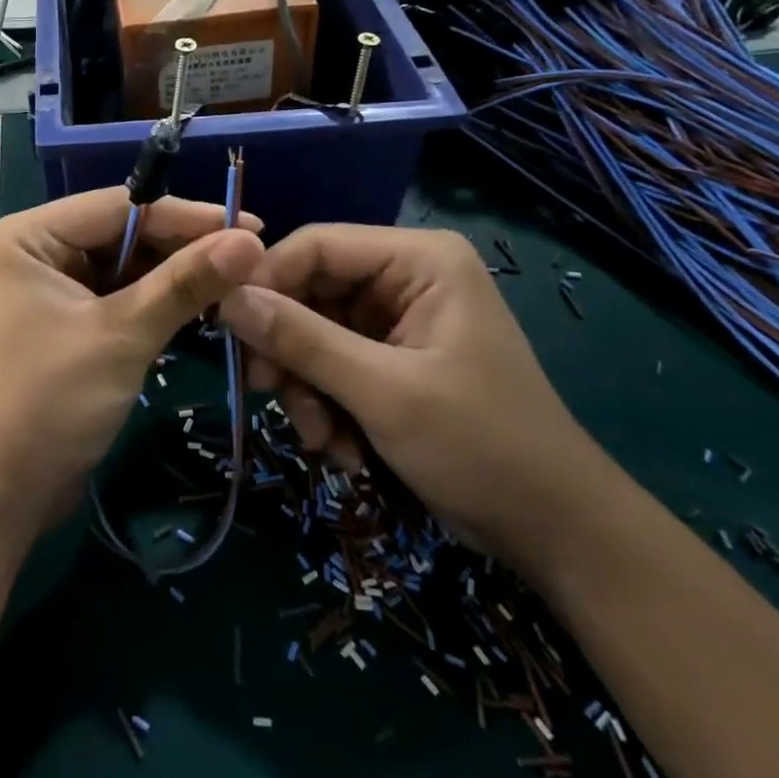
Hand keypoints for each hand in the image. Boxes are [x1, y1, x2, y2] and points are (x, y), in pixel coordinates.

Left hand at [0, 189, 262, 538]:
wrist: (1, 494)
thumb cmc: (49, 403)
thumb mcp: (122, 336)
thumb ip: (185, 283)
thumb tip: (251, 240)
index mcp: (32, 235)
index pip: (120, 206)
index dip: (188, 215)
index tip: (252, 225)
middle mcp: (39, 250)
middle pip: (125, 233)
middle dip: (185, 247)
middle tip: (252, 259)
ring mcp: (54, 287)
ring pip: (129, 265)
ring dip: (178, 275)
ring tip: (240, 281)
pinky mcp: (70, 321)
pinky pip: (123, 296)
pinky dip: (160, 301)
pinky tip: (206, 305)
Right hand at [218, 226, 619, 579]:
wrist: (553, 532)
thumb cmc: (481, 446)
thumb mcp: (383, 392)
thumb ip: (302, 340)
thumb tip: (225, 299)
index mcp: (418, 259)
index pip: (316, 245)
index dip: (265, 281)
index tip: (228, 330)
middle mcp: (404, 277)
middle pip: (309, 290)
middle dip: (288, 349)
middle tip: (265, 392)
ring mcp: (396, 319)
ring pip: (311, 332)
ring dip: (305, 387)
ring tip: (321, 439)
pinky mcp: (389, 358)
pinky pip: (329, 363)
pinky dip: (324, 404)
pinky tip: (341, 448)